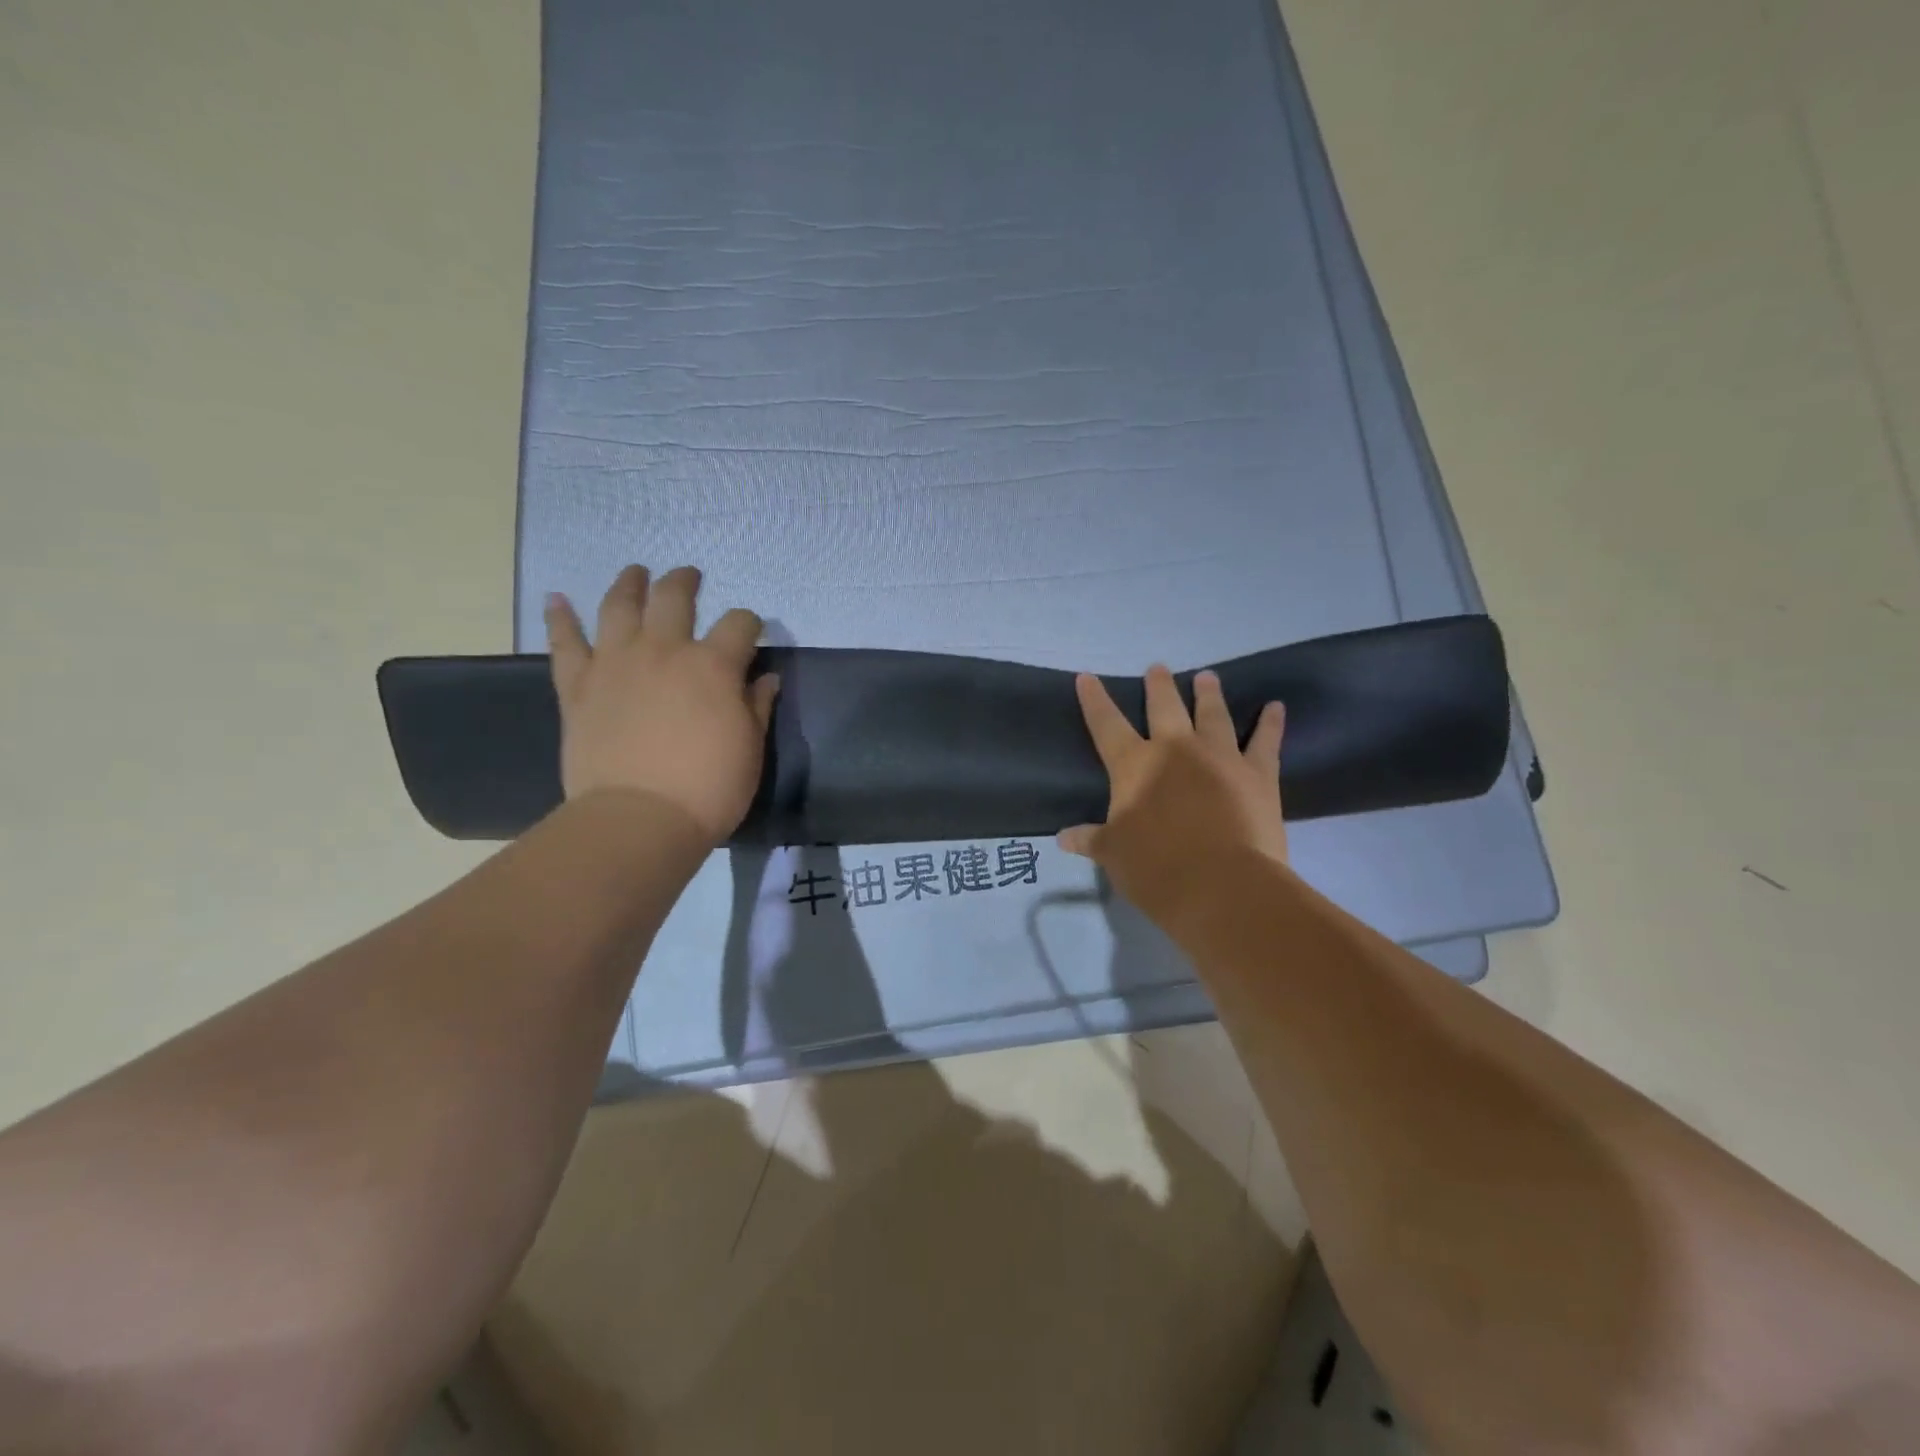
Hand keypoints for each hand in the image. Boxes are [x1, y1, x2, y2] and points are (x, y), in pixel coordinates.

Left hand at [544, 565, 778, 845]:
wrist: (638, 819)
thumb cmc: (708, 788)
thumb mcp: (750, 749)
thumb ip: (756, 707)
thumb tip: (765, 679)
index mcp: (712, 665)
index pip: (739, 625)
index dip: (750, 623)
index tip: (752, 631)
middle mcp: (663, 651)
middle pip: (674, 598)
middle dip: (685, 582)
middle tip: (690, 577)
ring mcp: (615, 664)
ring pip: (619, 607)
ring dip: (629, 584)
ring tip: (635, 572)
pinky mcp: (577, 687)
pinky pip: (565, 644)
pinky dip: (560, 619)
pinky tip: (557, 599)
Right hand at [1058, 666, 1287, 924]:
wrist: (1222, 886)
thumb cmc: (1157, 869)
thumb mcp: (1114, 855)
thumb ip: (1092, 840)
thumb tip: (1063, 837)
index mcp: (1134, 766)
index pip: (1106, 725)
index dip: (1094, 700)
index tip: (1087, 676)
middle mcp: (1176, 749)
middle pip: (1164, 707)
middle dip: (1159, 686)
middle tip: (1158, 668)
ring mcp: (1221, 757)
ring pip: (1213, 714)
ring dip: (1209, 694)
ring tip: (1207, 676)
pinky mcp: (1258, 774)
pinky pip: (1265, 741)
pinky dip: (1271, 722)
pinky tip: (1276, 707)